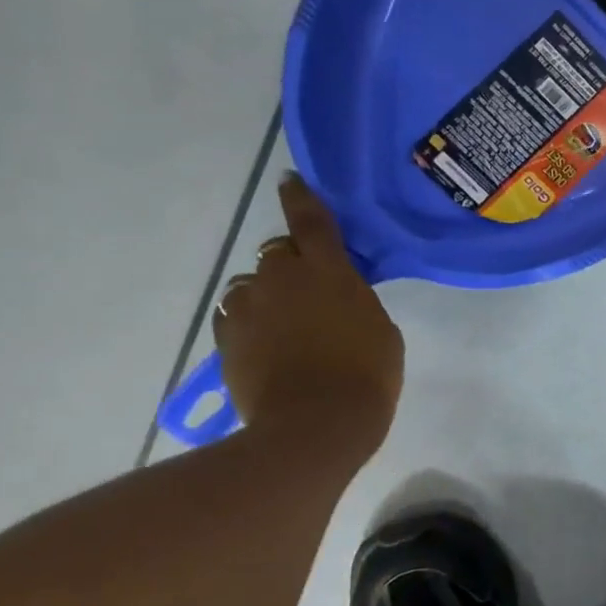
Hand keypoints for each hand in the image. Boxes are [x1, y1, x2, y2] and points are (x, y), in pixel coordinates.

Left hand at [212, 174, 404, 460]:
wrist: (315, 425)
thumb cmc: (366, 374)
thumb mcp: (379, 329)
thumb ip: (354, 301)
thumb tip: (334, 296)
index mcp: (327, 270)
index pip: (312, 222)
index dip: (301, 198)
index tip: (288, 181)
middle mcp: (280, 278)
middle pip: (278, 255)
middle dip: (292, 266)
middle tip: (312, 294)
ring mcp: (247, 308)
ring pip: (252, 287)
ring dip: (268, 296)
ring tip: (286, 327)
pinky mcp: (226, 339)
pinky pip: (235, 316)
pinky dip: (250, 323)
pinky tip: (267, 346)